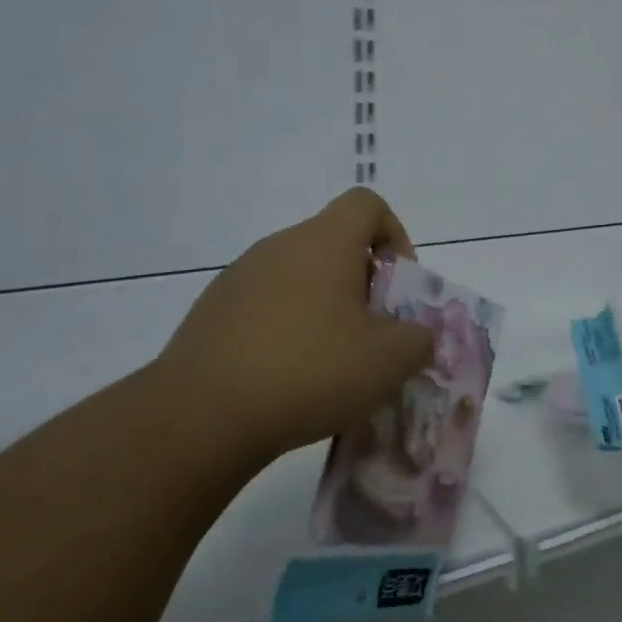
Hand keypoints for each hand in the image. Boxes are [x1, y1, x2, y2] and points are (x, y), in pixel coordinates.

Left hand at [154, 188, 435, 462]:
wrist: (202, 416)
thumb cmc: (310, 371)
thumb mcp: (391, 361)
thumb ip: (420, 338)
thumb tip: (415, 335)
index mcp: (324, 243)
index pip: (367, 204)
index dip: (395, 236)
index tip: (398, 286)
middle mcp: (279, 246)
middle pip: (335, 243)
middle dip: (365, 283)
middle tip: (374, 334)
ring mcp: (240, 278)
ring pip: (301, 276)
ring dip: (327, 308)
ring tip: (333, 362)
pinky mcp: (213, 312)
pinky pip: (267, 305)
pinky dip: (289, 329)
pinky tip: (290, 377)